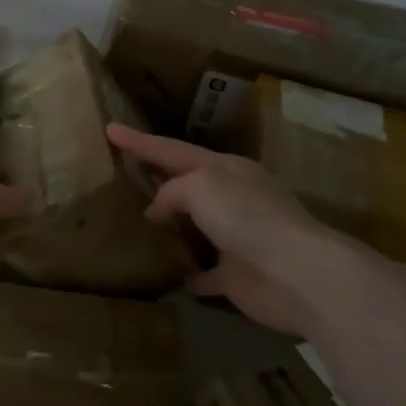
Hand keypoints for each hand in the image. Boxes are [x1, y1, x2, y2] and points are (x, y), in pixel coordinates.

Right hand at [107, 124, 367, 335]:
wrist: (296, 273)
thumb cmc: (246, 216)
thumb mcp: (200, 186)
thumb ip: (171, 192)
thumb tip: (157, 211)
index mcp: (224, 169)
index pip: (172, 149)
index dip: (139, 141)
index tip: (109, 128)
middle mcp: (231, 199)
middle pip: (186, 185)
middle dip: (158, 180)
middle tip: (124, 176)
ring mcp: (236, 238)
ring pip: (196, 227)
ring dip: (172, 227)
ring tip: (136, 226)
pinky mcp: (238, 277)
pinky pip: (206, 273)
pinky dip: (189, 273)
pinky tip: (170, 275)